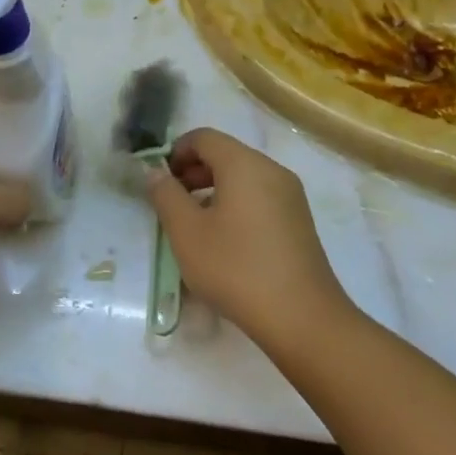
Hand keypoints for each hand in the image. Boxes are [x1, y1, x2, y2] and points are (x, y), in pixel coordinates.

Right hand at [146, 128, 351, 345]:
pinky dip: (236, 203)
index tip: (160, 182)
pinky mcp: (299, 219)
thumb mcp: (187, 232)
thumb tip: (154, 172)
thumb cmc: (236, 268)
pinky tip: (225, 240)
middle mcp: (272, 170)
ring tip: (195, 224)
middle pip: (225, 154)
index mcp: (244, 164)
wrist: (301, 317)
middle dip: (193, 171)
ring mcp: (290, 195)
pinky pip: (260, 196)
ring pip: (243, 176)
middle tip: (172, 203)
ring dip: (213, 189)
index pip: (204, 137)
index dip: (175, 152)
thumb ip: (165, 195)